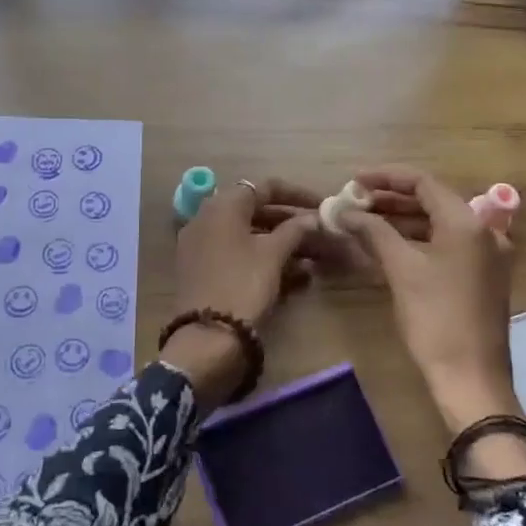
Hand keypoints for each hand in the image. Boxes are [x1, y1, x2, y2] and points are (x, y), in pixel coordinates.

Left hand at [161, 178, 322, 409]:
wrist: (206, 338)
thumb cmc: (242, 285)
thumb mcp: (273, 255)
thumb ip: (295, 230)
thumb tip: (312, 218)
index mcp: (223, 205)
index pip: (264, 187)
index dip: (297, 194)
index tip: (322, 205)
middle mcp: (207, 219)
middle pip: (256, 211)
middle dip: (292, 222)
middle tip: (322, 233)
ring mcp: (202, 246)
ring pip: (249, 236)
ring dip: (282, 244)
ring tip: (316, 258)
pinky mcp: (204, 271)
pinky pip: (239, 256)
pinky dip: (265, 260)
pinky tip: (297, 277)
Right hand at [339, 166, 525, 458]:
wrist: (471, 379)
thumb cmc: (435, 318)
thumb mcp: (401, 269)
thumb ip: (373, 231)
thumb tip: (344, 210)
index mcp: (467, 222)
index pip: (423, 182)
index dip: (385, 178)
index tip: (353, 181)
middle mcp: (483, 230)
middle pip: (431, 201)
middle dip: (390, 200)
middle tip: (354, 202)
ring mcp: (486, 255)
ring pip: (437, 224)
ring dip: (401, 221)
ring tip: (362, 221)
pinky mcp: (481, 276)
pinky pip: (445, 245)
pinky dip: (416, 241)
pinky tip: (386, 246)